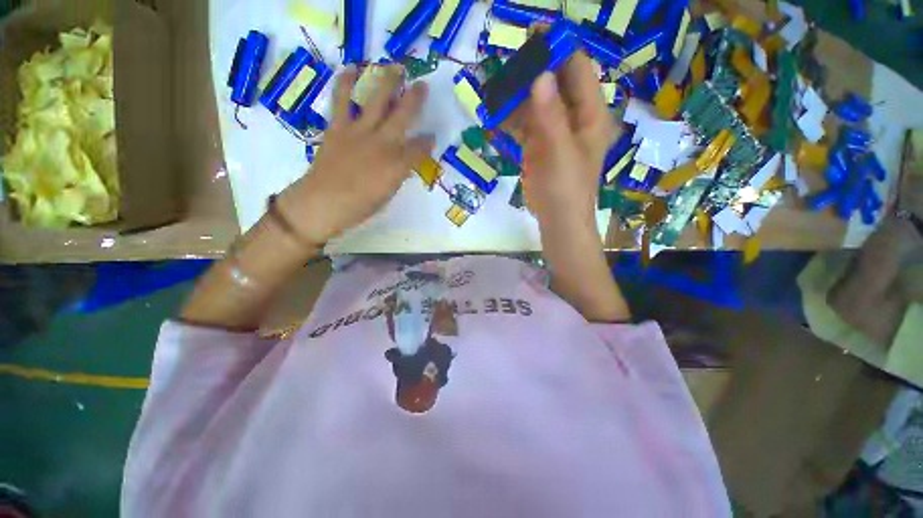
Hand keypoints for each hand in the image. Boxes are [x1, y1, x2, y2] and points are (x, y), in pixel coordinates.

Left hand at [278, 64, 433, 245]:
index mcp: (397, 165)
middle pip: (403, 116)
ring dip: (387, 82)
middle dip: (415, 100)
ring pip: (377, 100)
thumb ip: (398, 174)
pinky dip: (346, 82)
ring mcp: (359, 132)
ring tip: (394, 67)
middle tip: (422, 86)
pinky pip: (342, 100)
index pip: (419, 149)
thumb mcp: (388, 194)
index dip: (427, 142)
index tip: (432, 137)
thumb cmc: (360, 206)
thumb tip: (403, 163)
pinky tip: (352, 69)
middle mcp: (382, 143)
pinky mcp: (338, 127)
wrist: (323, 202)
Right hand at [505, 52, 629, 321]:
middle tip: (505, 61)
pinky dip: (509, 118)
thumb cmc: (567, 190)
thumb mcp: (560, 153)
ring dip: (515, 95)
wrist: (557, 221)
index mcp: (590, 114)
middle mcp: (573, 117)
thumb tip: (540, 76)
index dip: (559, 50)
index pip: (577, 71)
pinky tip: (493, 112)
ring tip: (492, 82)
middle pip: (553, 83)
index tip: (534, 36)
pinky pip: (523, 124)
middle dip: (531, 70)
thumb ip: (550, 117)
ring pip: (535, 103)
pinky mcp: (537, 146)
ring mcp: (553, 131)